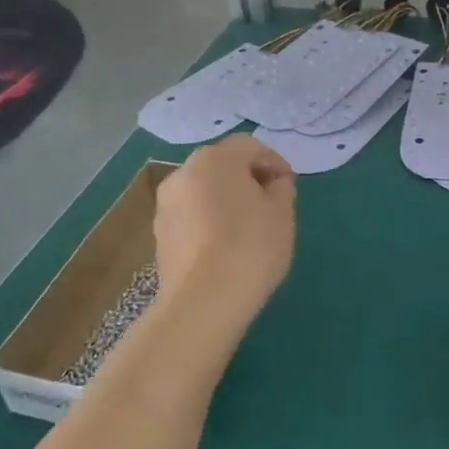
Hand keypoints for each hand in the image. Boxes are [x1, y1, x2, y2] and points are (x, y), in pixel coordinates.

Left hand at [152, 136, 296, 335]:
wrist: (203, 302)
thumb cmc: (250, 246)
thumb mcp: (282, 213)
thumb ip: (281, 188)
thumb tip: (272, 183)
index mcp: (215, 158)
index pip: (250, 147)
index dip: (274, 163)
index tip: (288, 187)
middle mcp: (183, 172)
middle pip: (222, 166)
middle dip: (247, 180)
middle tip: (270, 205)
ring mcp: (166, 204)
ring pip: (203, 191)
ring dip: (225, 200)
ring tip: (247, 229)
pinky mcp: (159, 234)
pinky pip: (191, 216)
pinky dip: (208, 222)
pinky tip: (224, 247)